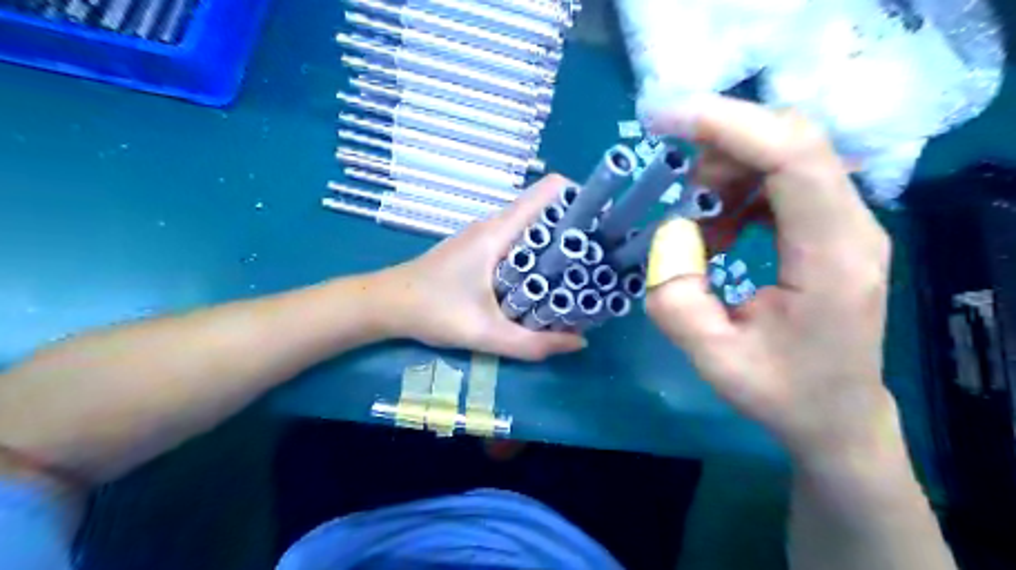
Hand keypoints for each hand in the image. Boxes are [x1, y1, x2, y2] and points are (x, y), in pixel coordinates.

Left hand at [378, 174, 587, 360]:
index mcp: (498, 232)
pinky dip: (539, 251)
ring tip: (583, 268)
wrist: (386, 304)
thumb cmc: (432, 310)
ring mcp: (485, 235)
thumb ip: (532, 343)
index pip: (548, 191)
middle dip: (577, 226)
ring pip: (532, 226)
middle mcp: (494, 224)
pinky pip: (519, 239)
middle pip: (546, 209)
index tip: (605, 222)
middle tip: (602, 255)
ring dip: (558, 241)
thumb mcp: (484, 333)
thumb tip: (579, 342)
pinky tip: (546, 279)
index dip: (580, 198)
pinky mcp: (479, 248)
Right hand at [642, 95, 894, 470]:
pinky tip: (720, 230)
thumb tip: (667, 234)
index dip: (729, 125)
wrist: (836, 414)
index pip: (793, 156)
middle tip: (679, 195)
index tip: (665, 120)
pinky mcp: (830, 226)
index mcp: (831, 258)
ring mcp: (846, 222)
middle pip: (792, 140)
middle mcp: (852, 226)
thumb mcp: (713, 359)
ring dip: (727, 172)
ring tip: (699, 226)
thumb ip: (675, 298)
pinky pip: (783, 179)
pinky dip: (739, 190)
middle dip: (721, 148)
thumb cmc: (781, 393)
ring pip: (786, 153)